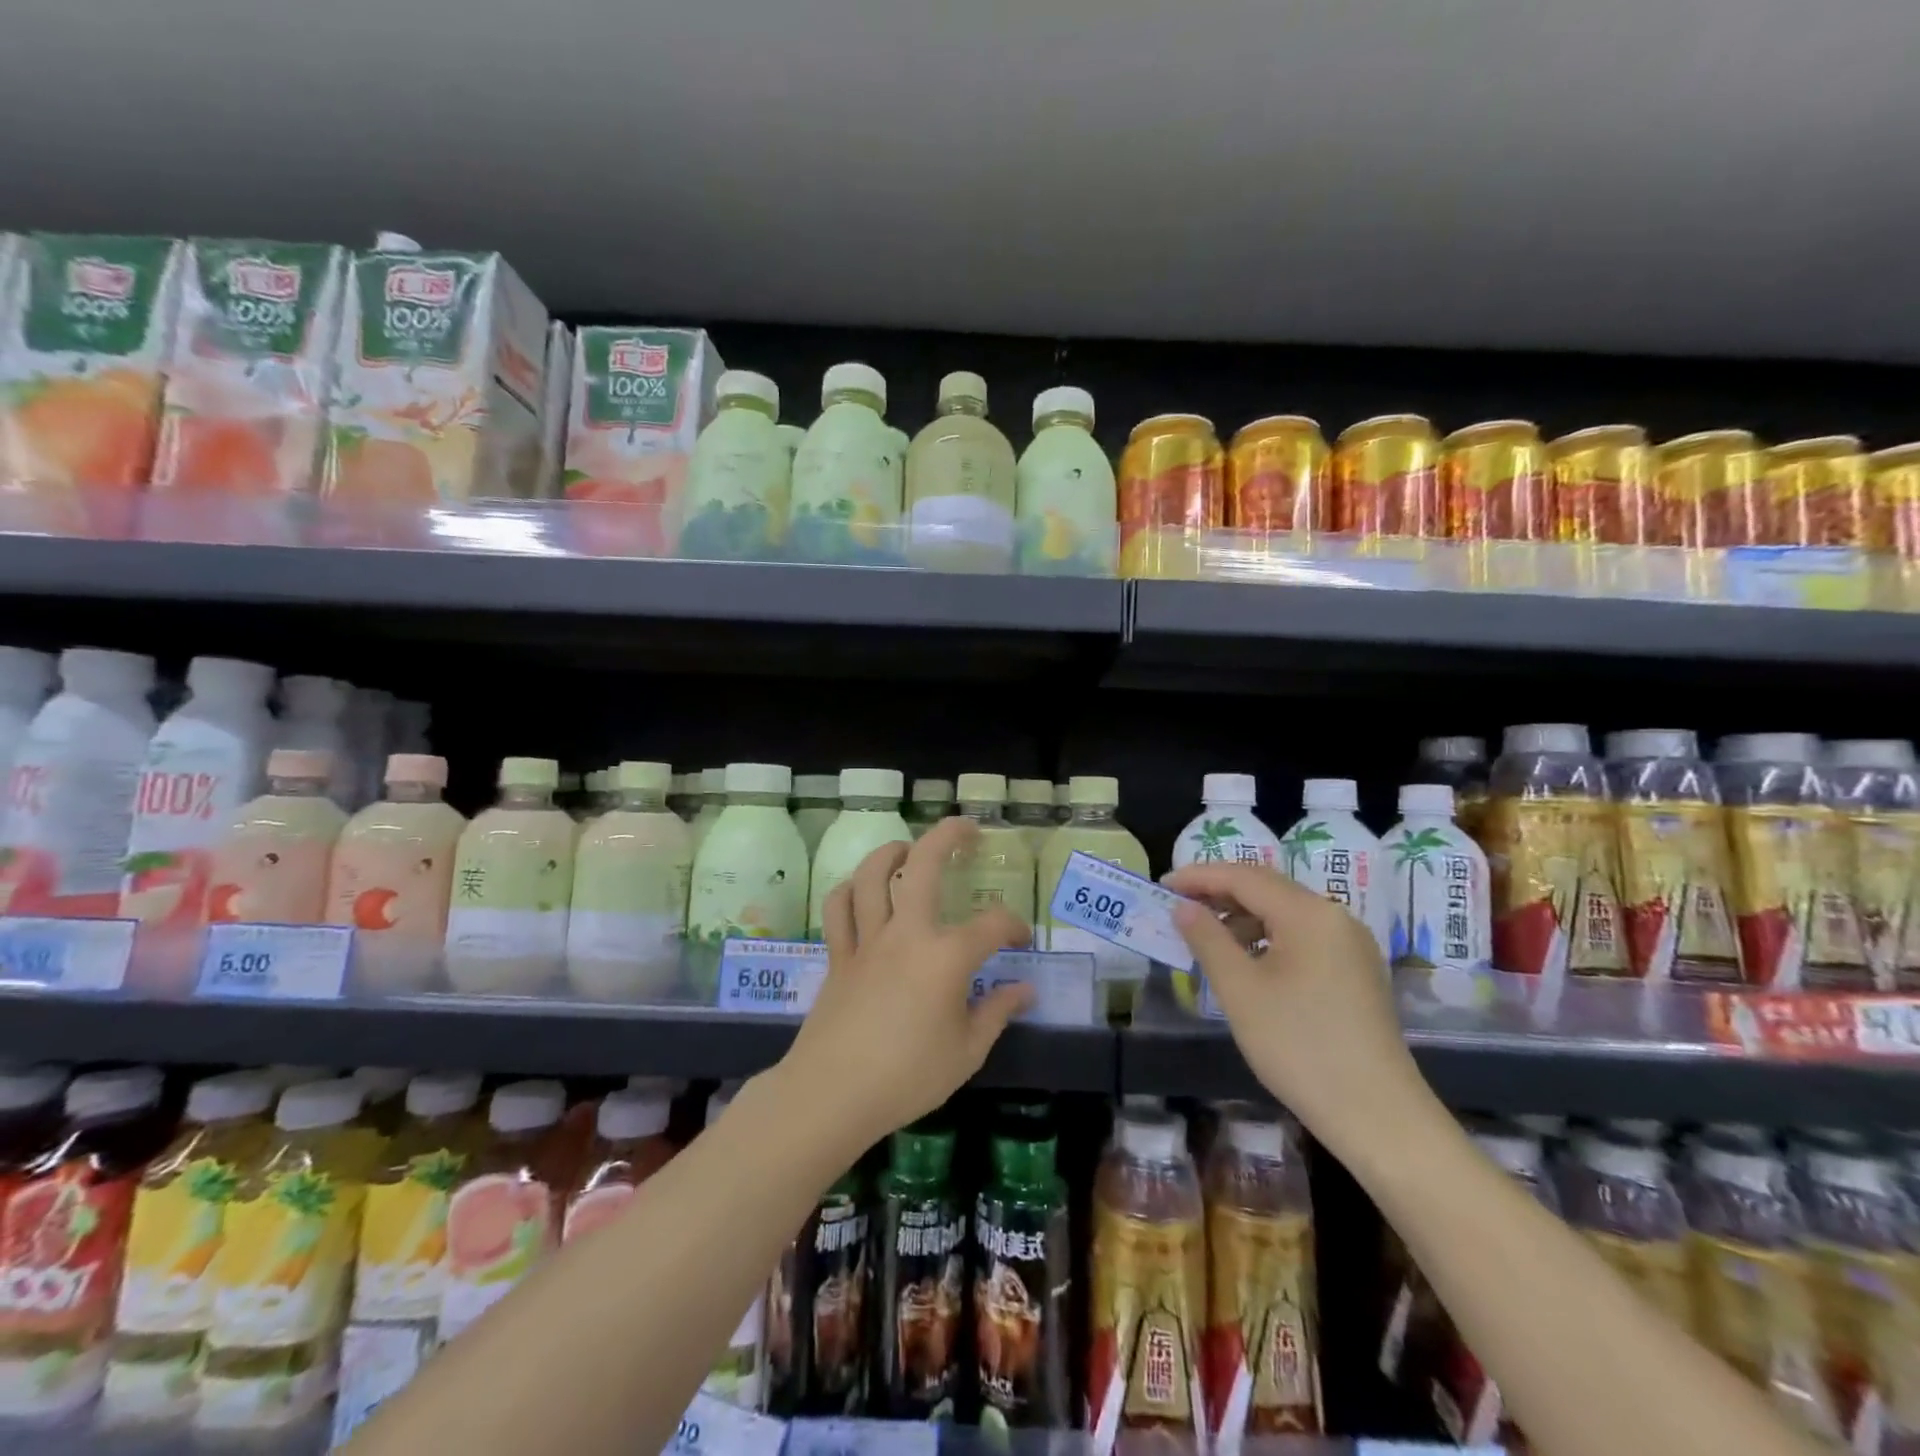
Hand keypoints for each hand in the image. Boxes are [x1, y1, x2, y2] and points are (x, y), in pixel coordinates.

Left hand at [778, 816, 1033, 1148]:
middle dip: (947, 836)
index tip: (1020, 939)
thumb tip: (1025, 990)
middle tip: (966, 829)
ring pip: (870, 876)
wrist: (833, 1094)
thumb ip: (997, 1013)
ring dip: (890, 852)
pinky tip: (860, 890)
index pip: (991, 925)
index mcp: (946, 957)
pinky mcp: (839, 955)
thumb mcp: (967, 1052)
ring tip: (906, 848)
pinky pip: (837, 909)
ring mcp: (867, 940)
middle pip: (923, 865)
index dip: (1012, 926)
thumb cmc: (908, 1077)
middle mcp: (906, 934)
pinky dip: (848, 890)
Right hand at [1163, 862, 1433, 1162]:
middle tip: (1177, 903)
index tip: (1162, 884)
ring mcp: (1351, 944)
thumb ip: (1207, 939)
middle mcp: (1335, 917)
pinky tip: (1246, 960)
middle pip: (1267, 887)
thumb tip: (1184, 907)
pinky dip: (1267, 936)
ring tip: (1206, 935)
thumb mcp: (1240, 991)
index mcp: (1309, 914)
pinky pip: (1302, 935)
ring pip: (1285, 912)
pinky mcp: (1356, 970)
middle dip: (1219, 891)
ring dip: (1242, 915)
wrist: (1378, 1116)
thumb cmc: (1300, 1047)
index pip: (1244, 877)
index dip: (1199, 876)